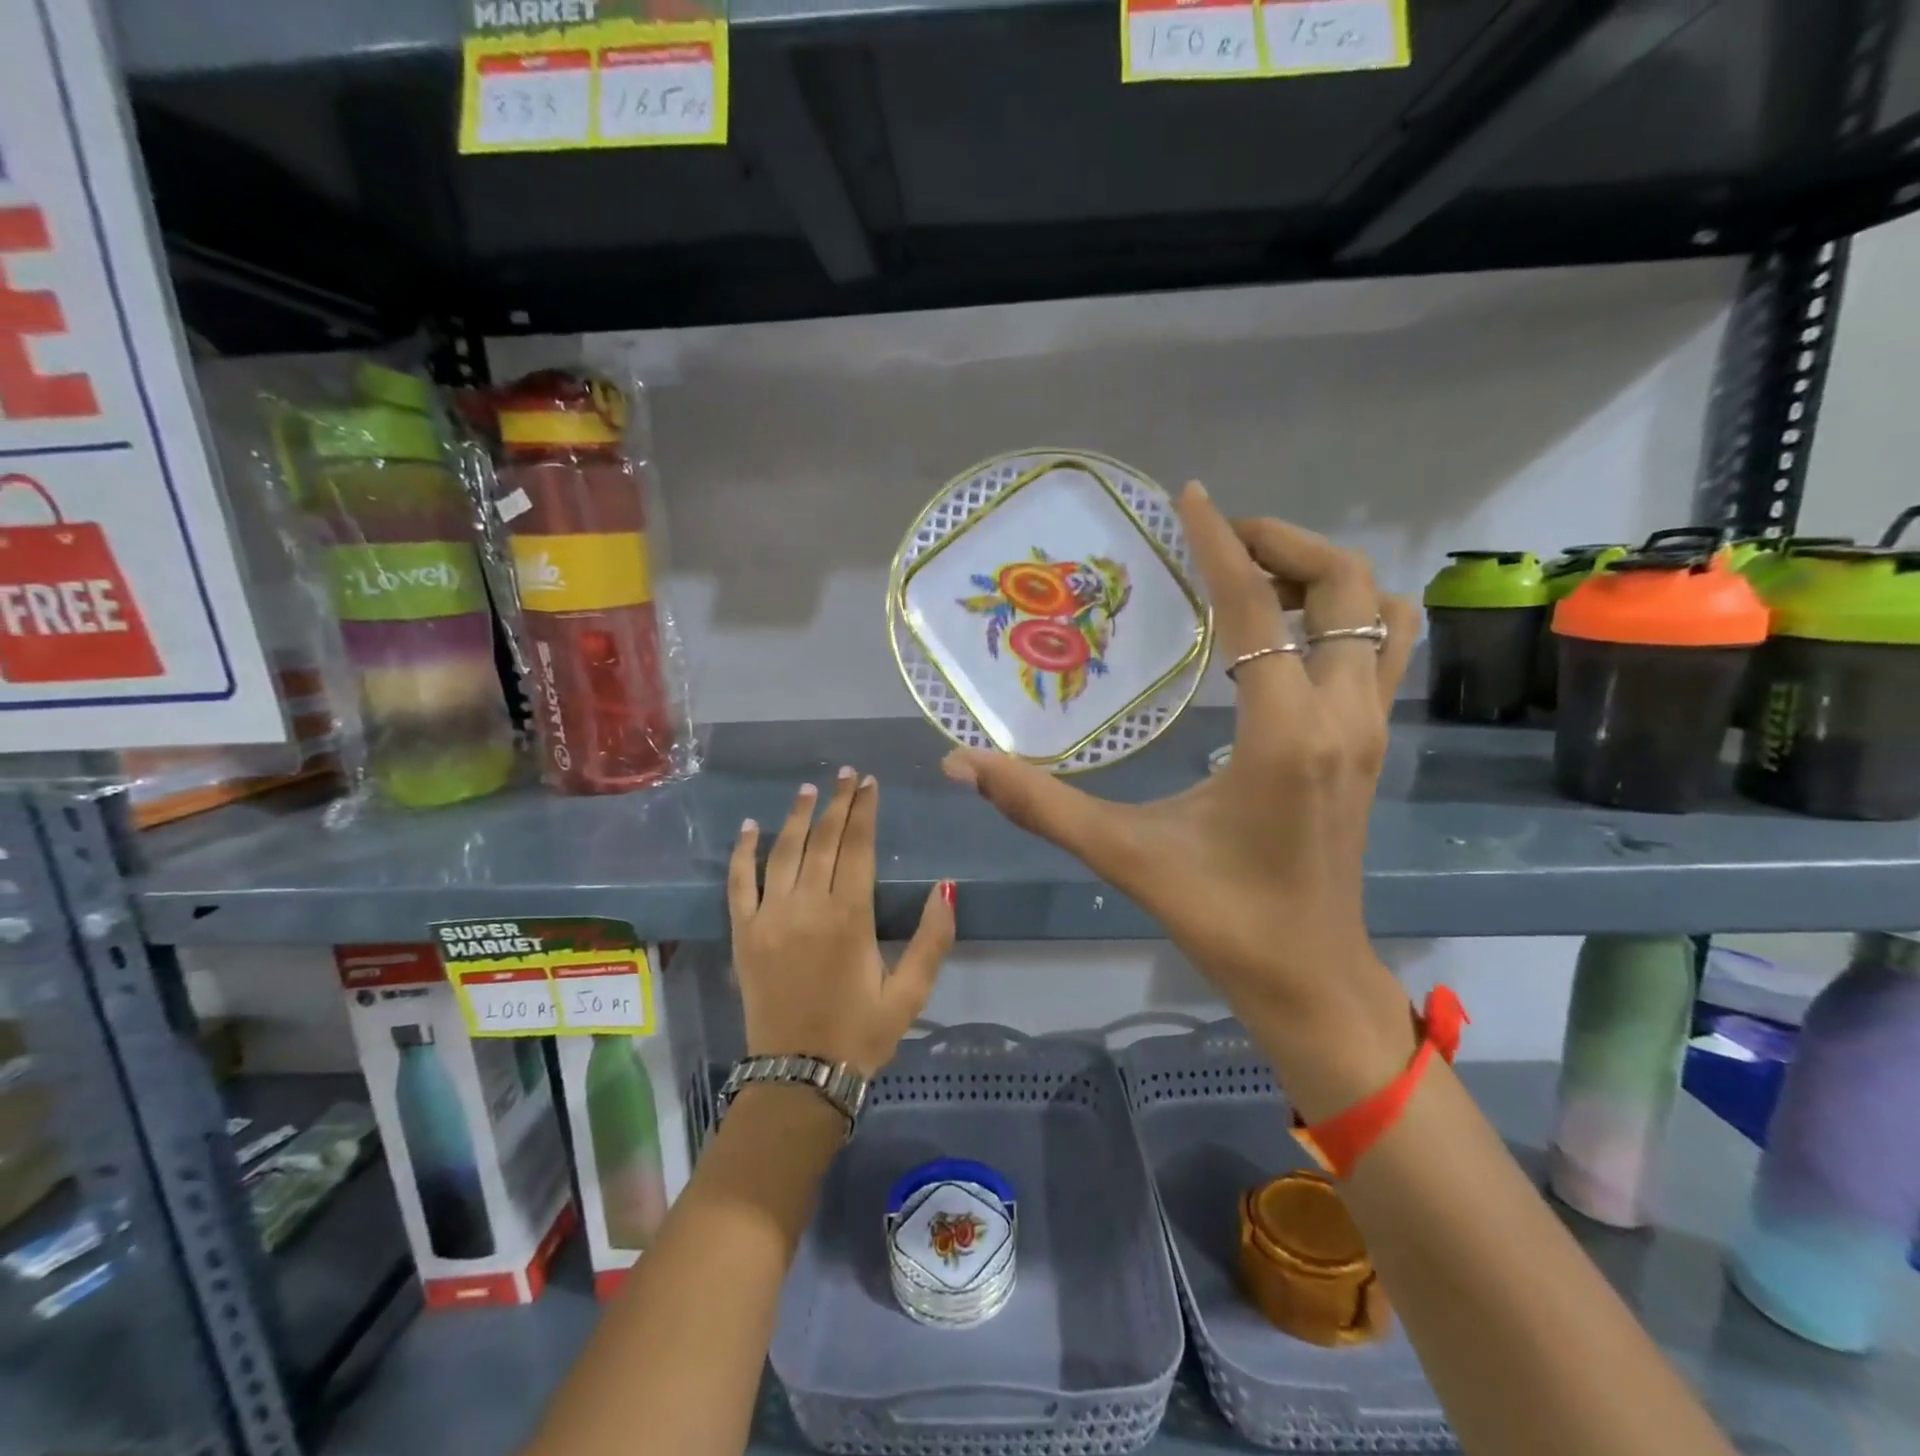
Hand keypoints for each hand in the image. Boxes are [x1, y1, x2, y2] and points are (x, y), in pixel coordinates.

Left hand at [728, 768, 955, 1077]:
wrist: (799, 1076)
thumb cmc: (860, 1033)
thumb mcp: (909, 993)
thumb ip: (932, 939)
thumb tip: (945, 887)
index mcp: (849, 916)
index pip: (857, 847)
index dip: (864, 811)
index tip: (869, 783)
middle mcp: (806, 906)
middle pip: (823, 840)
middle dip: (837, 803)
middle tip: (846, 775)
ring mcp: (769, 917)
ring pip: (783, 852)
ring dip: (797, 817)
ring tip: (809, 789)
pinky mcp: (744, 933)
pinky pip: (739, 883)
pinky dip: (742, 852)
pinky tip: (750, 827)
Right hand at [942, 483, 1417, 1106]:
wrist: (1309, 977)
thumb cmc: (1221, 916)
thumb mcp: (1124, 855)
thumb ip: (1039, 804)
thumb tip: (959, 764)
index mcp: (1285, 734)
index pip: (1257, 609)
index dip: (1222, 543)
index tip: (1191, 498)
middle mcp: (1342, 716)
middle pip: (1349, 586)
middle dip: (1287, 543)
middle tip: (1222, 542)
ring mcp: (1370, 730)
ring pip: (1381, 613)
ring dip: (1327, 577)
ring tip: (1258, 579)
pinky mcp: (1374, 746)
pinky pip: (1382, 650)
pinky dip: (1347, 617)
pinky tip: (1286, 637)